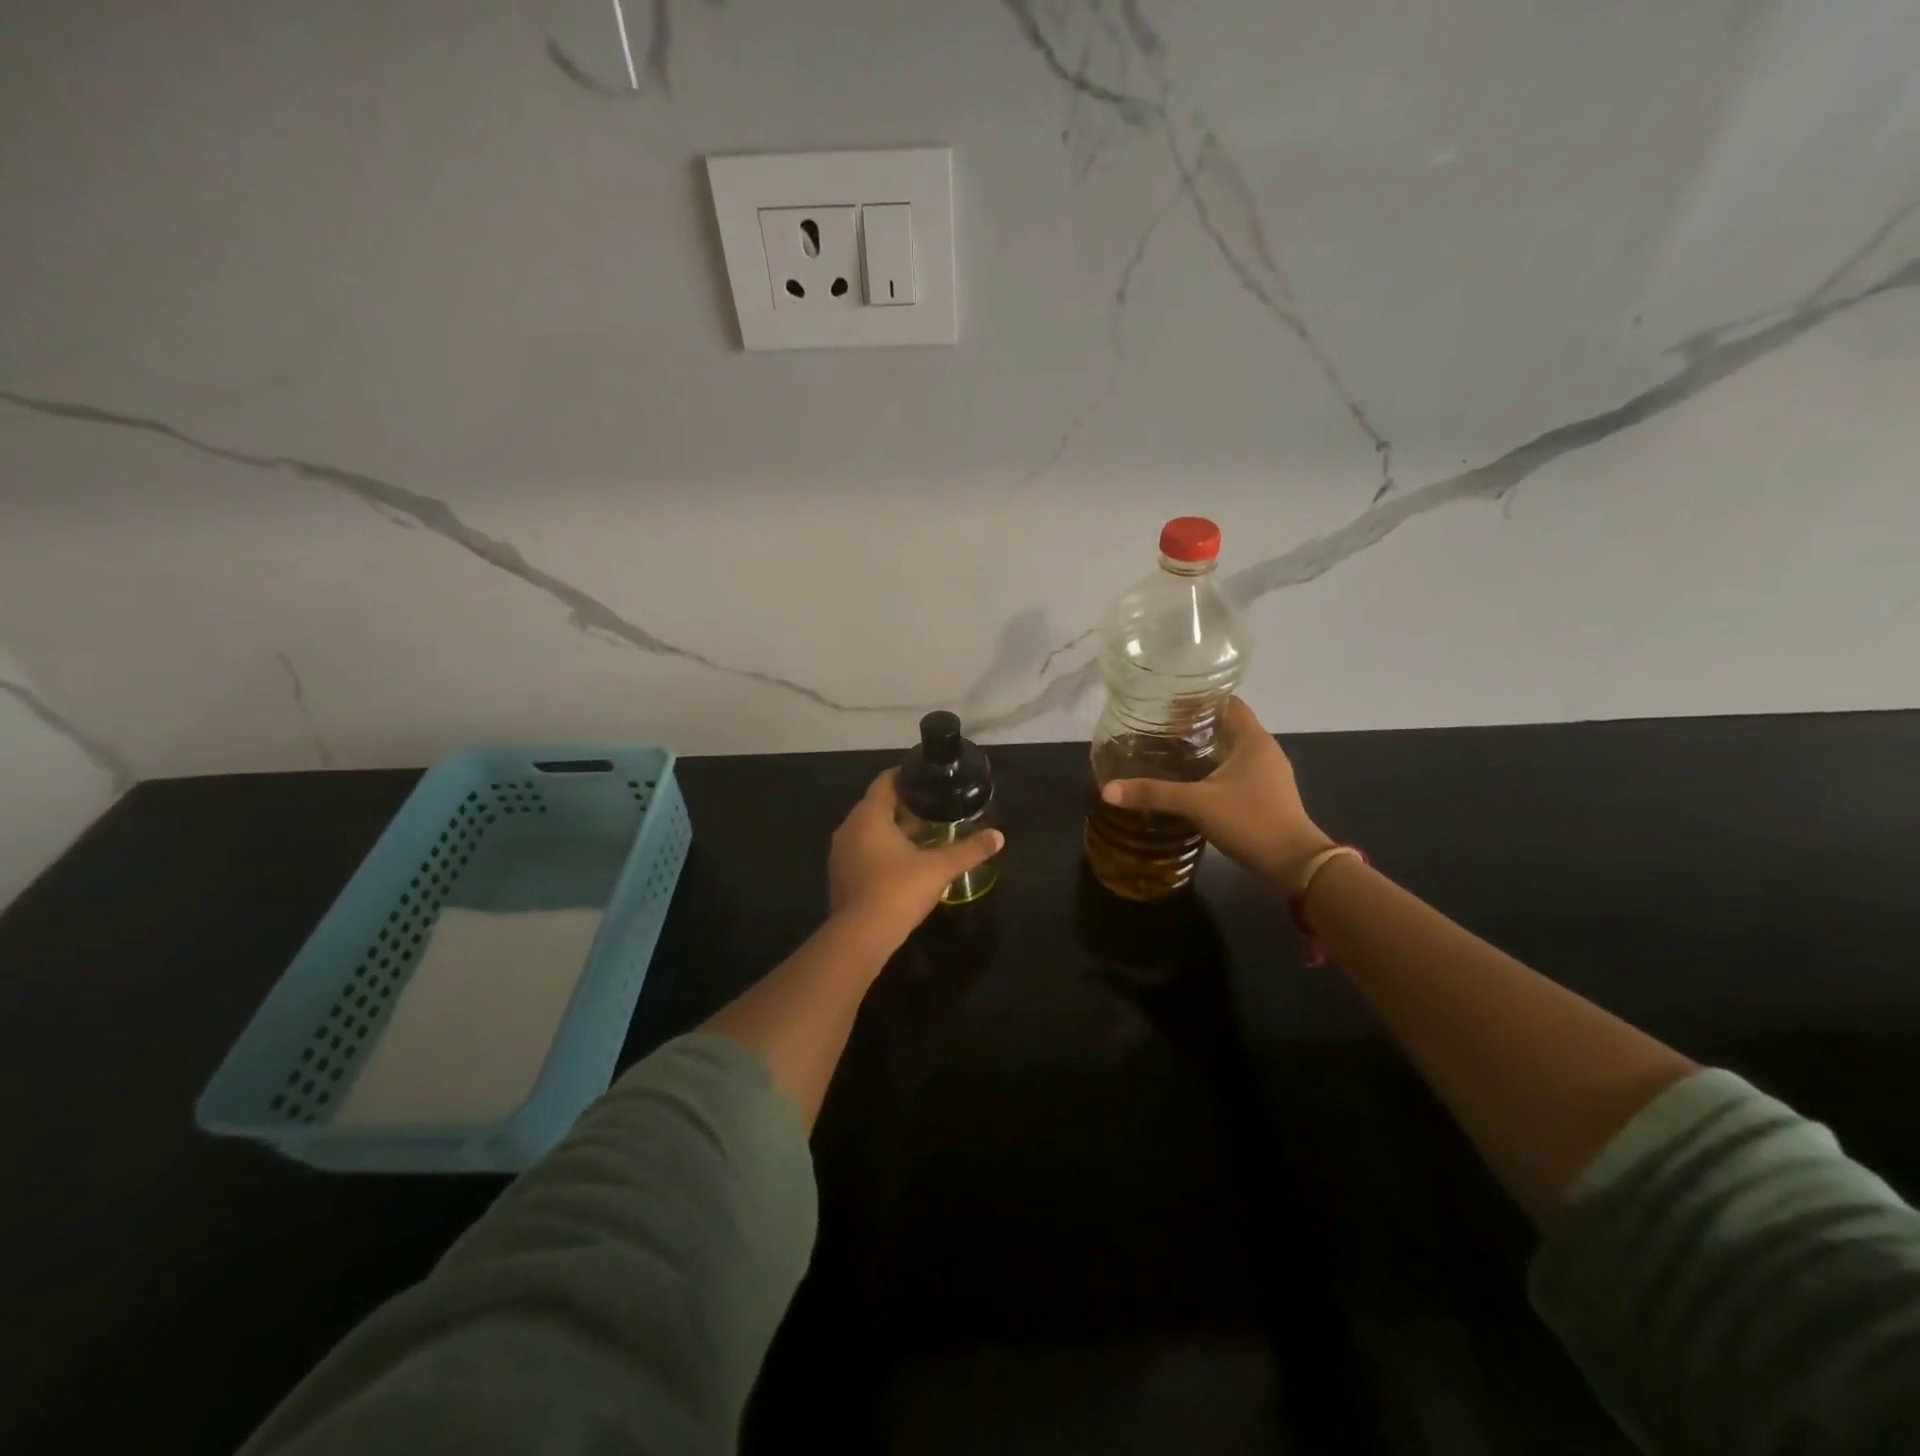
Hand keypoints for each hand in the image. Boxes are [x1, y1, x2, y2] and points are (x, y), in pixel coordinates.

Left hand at [829, 770, 1004, 939]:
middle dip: (904, 805)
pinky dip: (881, 849)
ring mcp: (840, 853)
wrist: (860, 937)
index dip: (907, 776)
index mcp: (868, 816)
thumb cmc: (898, 891)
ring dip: (892, 830)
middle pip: (877, 805)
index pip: (885, 781)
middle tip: (934, 809)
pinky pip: (862, 851)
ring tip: (922, 834)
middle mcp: (848, 828)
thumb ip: (969, 850)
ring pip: (868, 830)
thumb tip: (998, 837)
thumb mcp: (939, 868)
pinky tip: (903, 862)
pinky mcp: (840, 875)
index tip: (929, 780)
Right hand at [1100, 697, 1331, 889]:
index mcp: (1253, 740)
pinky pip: (1239, 772)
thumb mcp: (1197, 804)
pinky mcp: (1269, 796)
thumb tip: (1108, 790)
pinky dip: (1217, 771)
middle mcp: (1265, 750)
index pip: (1228, 703)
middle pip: (1229, 726)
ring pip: (1234, 751)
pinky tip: (1195, 784)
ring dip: (1207, 750)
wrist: (1294, 863)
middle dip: (1197, 726)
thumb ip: (1154, 793)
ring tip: (1173, 755)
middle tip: (1162, 731)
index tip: (1169, 706)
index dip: (1199, 701)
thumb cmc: (1249, 820)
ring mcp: (1270, 775)